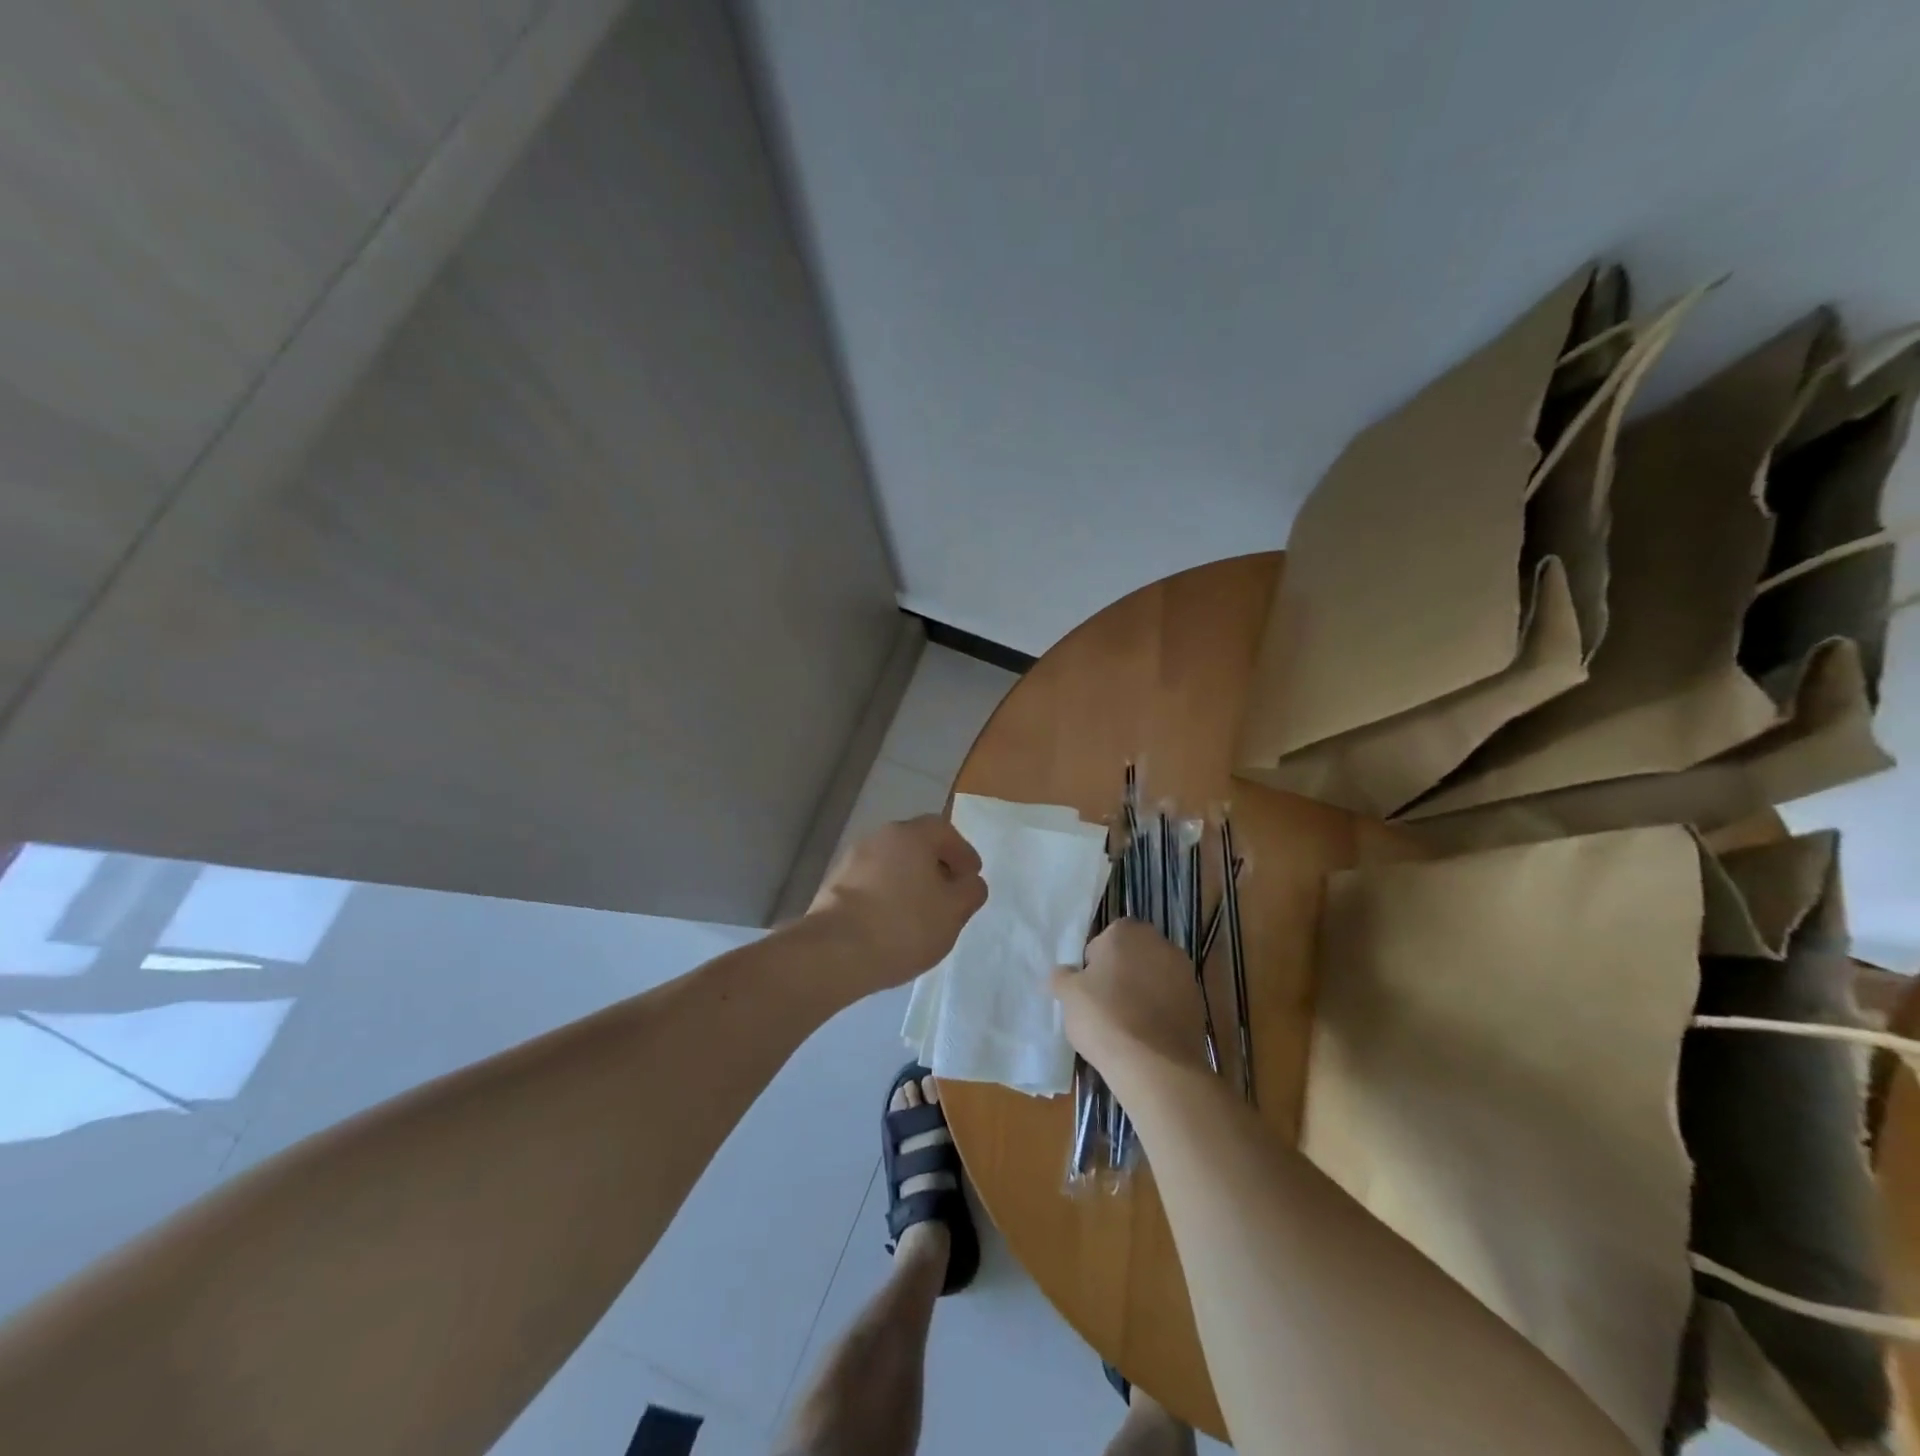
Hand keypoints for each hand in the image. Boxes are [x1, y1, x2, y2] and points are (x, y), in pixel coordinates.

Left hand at [808, 815, 986, 991]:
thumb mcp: (953, 912)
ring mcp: (851, 860)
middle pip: (915, 844)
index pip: (943, 830)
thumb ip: (970, 891)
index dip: (962, 852)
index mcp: (910, 835)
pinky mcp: (833, 886)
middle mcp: (878, 837)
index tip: (971, 876)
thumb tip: (970, 882)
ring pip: (891, 864)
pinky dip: (886, 895)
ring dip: (909, 881)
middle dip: (936, 866)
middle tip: (949, 893)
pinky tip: (892, 922)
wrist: (834, 952)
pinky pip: (871, 882)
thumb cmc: (903, 925)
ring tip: (921, 913)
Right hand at [1051, 920, 1209, 1076]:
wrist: (1156, 1065)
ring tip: (1127, 1023)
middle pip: (1131, 955)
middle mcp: (1159, 942)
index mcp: (1126, 931)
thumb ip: (1063, 977)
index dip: (1093, 965)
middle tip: (1104, 1005)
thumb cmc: (1105, 1018)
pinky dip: (1160, 1010)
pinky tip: (1148, 1035)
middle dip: (1120, 973)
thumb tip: (1064, 973)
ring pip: (1153, 977)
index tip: (1088, 990)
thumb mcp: (1068, 995)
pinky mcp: (1198, 1001)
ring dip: (1142, 991)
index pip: (1103, 941)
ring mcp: (1183, 972)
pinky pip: (1170, 999)